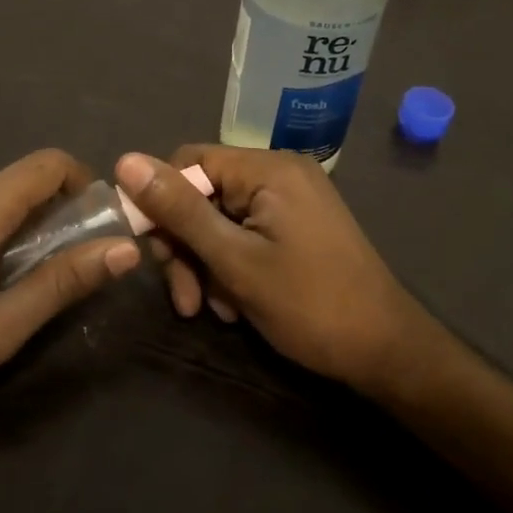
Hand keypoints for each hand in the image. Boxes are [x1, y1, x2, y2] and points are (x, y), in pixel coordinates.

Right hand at [115, 148, 438, 396]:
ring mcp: (291, 200)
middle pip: (204, 194)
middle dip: (186, 246)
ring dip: (207, 264)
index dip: (161, 204)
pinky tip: (234, 305)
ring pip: (221, 220)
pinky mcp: (297, 225)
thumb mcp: (234, 260)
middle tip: (185, 299)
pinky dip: (232, 266)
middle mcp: (279, 172)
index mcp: (267, 168)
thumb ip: (180, 211)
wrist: (386, 351)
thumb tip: (125, 161)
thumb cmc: (309, 304)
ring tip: (213, 310)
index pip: (189, 163)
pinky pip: (246, 233)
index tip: (151, 253)